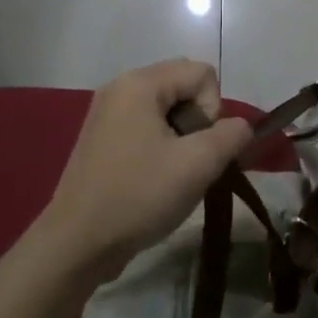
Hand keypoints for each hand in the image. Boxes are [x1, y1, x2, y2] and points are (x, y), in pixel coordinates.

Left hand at [40, 59, 251, 277]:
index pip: (203, 74)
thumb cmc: (138, 196)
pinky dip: (160, 146)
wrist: (77, 243)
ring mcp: (107, 112)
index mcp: (140, 83)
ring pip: (167, 109)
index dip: (213, 111)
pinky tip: (151, 179)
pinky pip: (146, 125)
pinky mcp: (101, 137)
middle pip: (184, 86)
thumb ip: (231, 136)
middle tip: (186, 160)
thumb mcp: (198, 165)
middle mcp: (120, 87)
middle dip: (198, 122)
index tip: (196, 149)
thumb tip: (240, 127)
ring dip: (181, 137)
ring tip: (170, 173)